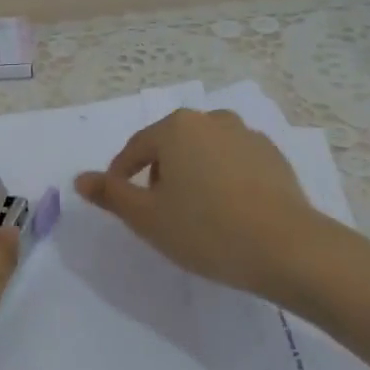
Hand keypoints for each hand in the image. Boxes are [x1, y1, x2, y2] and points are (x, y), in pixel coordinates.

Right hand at [75, 108, 340, 305]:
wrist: (290, 249)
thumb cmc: (206, 230)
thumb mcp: (147, 217)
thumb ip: (111, 194)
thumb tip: (80, 179)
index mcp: (176, 128)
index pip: (135, 149)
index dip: (121, 177)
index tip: (121, 204)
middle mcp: (211, 120)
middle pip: (170, 146)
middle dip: (158, 175)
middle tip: (159, 213)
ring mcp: (247, 136)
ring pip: (203, 153)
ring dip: (191, 176)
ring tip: (195, 214)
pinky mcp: (274, 157)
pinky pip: (233, 164)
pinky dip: (222, 181)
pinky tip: (228, 213)